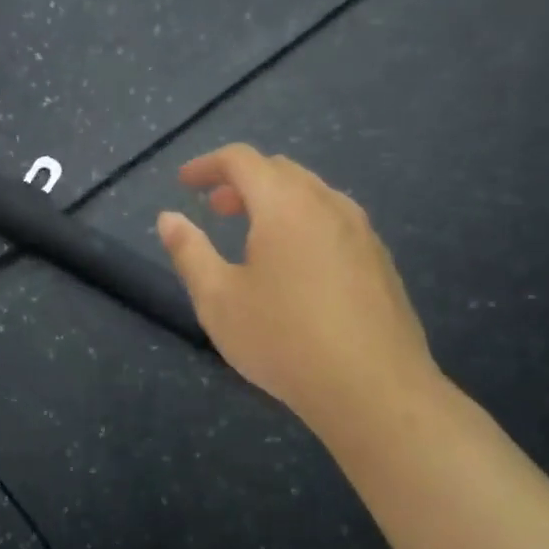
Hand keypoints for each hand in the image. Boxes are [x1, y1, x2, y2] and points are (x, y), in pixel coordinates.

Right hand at [157, 144, 441, 434]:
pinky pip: (334, 220)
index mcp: (285, 205)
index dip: (207, 164)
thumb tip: (169, 218)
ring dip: (275, 200)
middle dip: (241, 181)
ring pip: (311, 194)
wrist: (374, 389)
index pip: (242, 160)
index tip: (184, 183)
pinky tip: (295, 264)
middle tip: (215, 209)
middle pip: (280, 170)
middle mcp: (328, 204)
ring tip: (253, 235)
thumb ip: (189, 252)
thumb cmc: (283, 340)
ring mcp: (361, 231)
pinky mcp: (380, 259)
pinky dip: (303, 221)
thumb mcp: (219, 299)